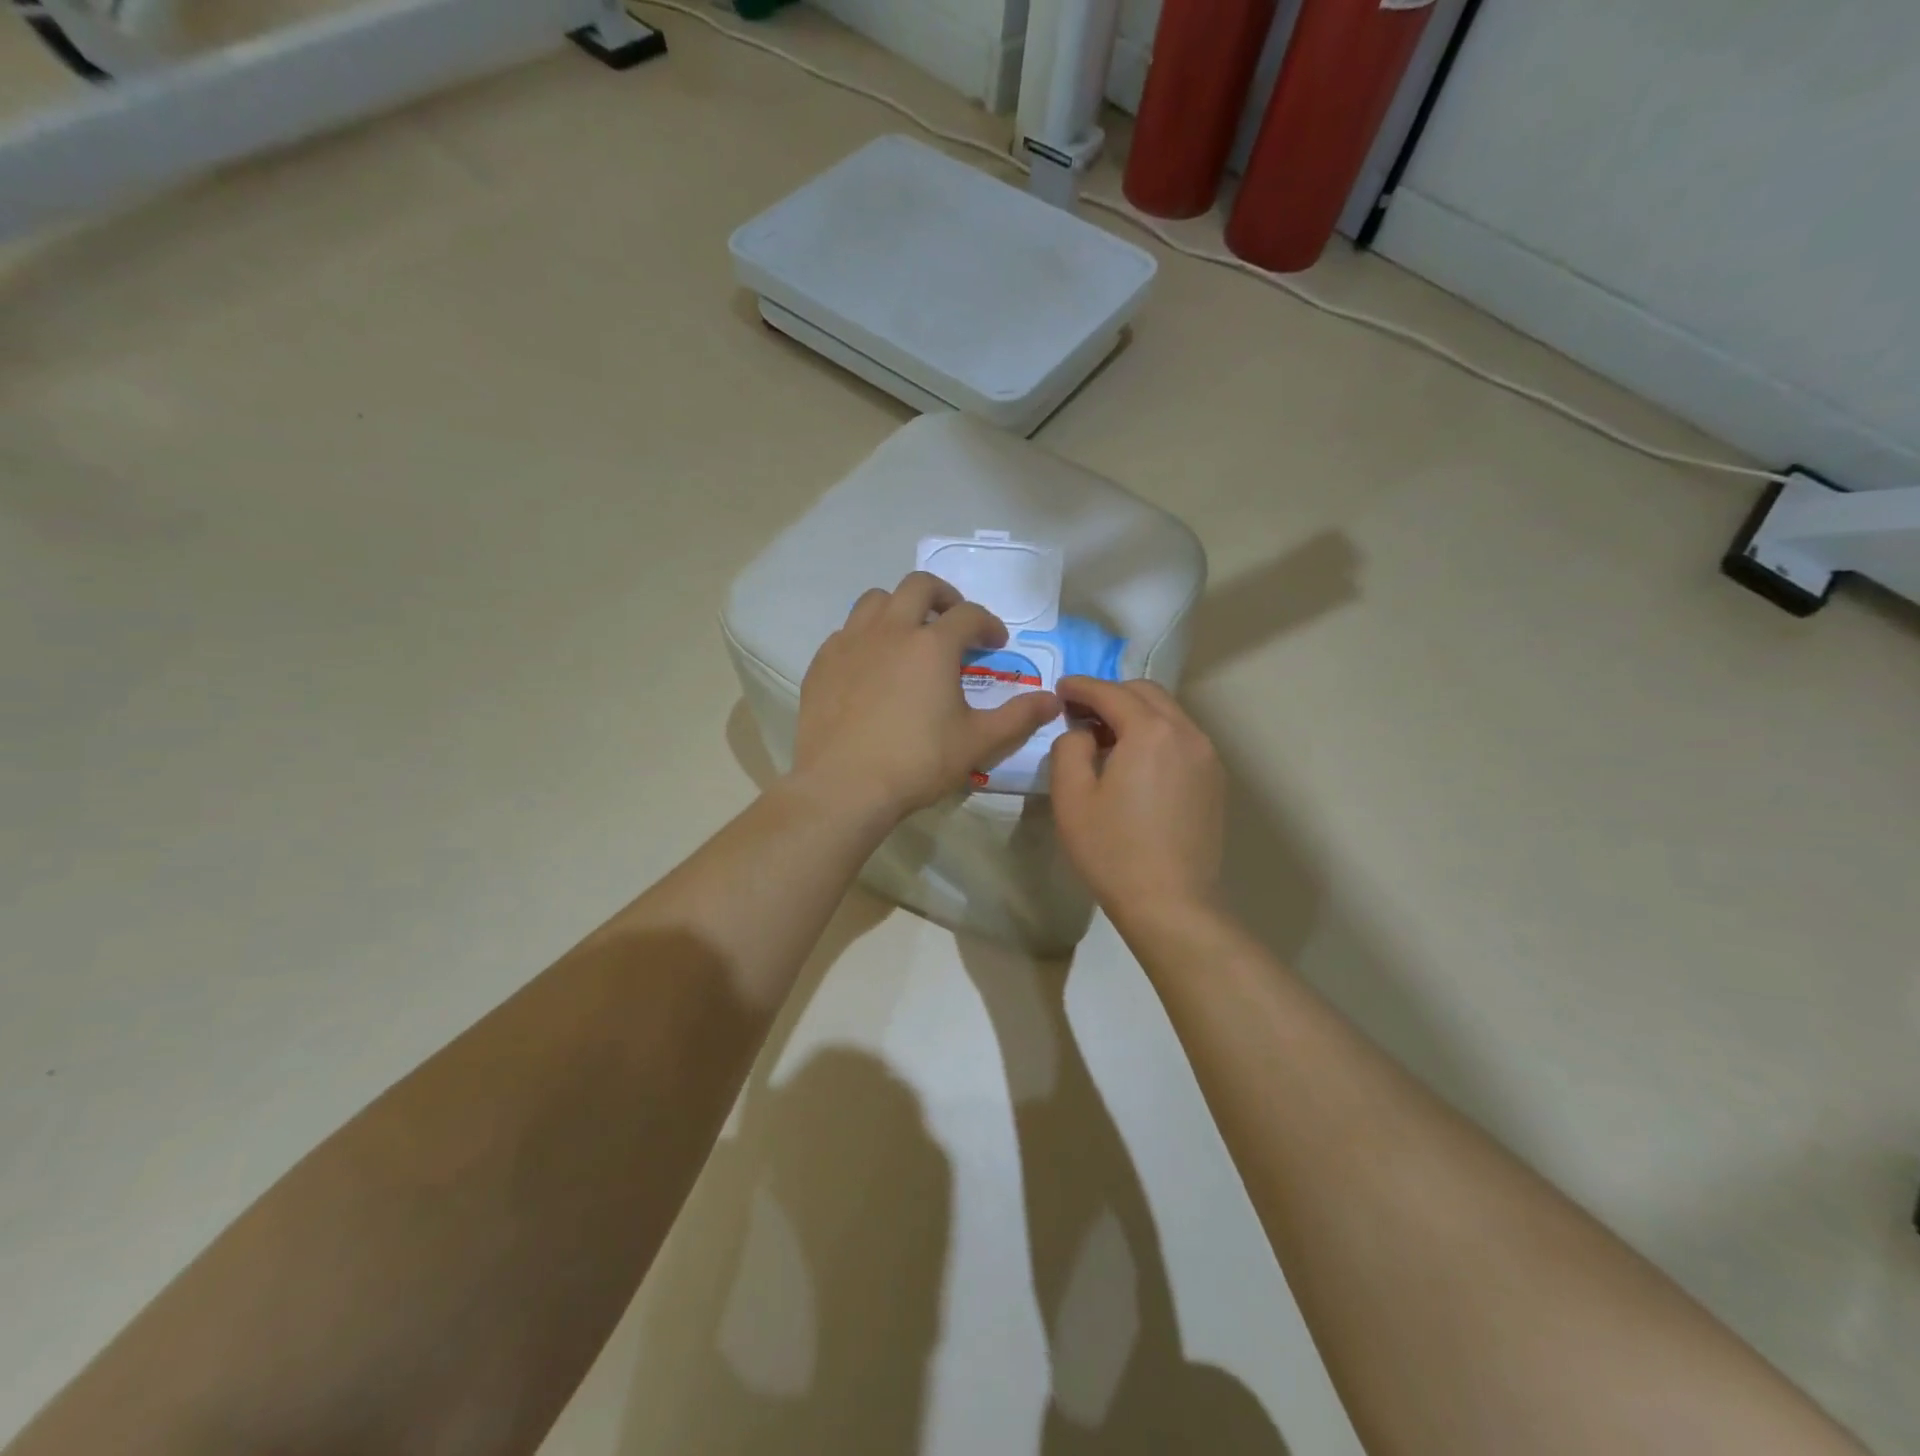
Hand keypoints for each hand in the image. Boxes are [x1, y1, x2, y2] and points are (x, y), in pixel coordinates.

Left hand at [792, 572, 1061, 817]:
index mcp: (932, 645)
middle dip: (944, 596)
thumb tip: (1052, 700)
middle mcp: (891, 630)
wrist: (842, 785)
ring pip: (876, 600)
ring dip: (899, 607)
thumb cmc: (916, 762)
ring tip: (910, 634)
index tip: (995, 643)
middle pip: (919, 587)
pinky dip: (866, 635)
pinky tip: (872, 665)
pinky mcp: (822, 663)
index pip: (969, 615)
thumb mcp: (977, 742)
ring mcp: (851, 643)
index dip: (988, 624)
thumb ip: (1018, 717)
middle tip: (953, 621)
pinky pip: (847, 631)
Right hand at [1049, 676, 1225, 922]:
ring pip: (1168, 715)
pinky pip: (1182, 739)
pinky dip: (1156, 735)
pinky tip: (1136, 763)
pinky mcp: (1214, 781)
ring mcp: (1207, 757)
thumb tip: (1083, 732)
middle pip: (1146, 693)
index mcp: (1150, 731)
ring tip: (1106, 739)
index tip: (1060, 689)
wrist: (1171, 904)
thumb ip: (1069, 747)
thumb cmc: (1113, 850)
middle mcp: (1186, 733)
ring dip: (1135, 714)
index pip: (1110, 692)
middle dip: (1111, 694)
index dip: (1081, 687)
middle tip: (1080, 713)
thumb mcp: (1071, 797)